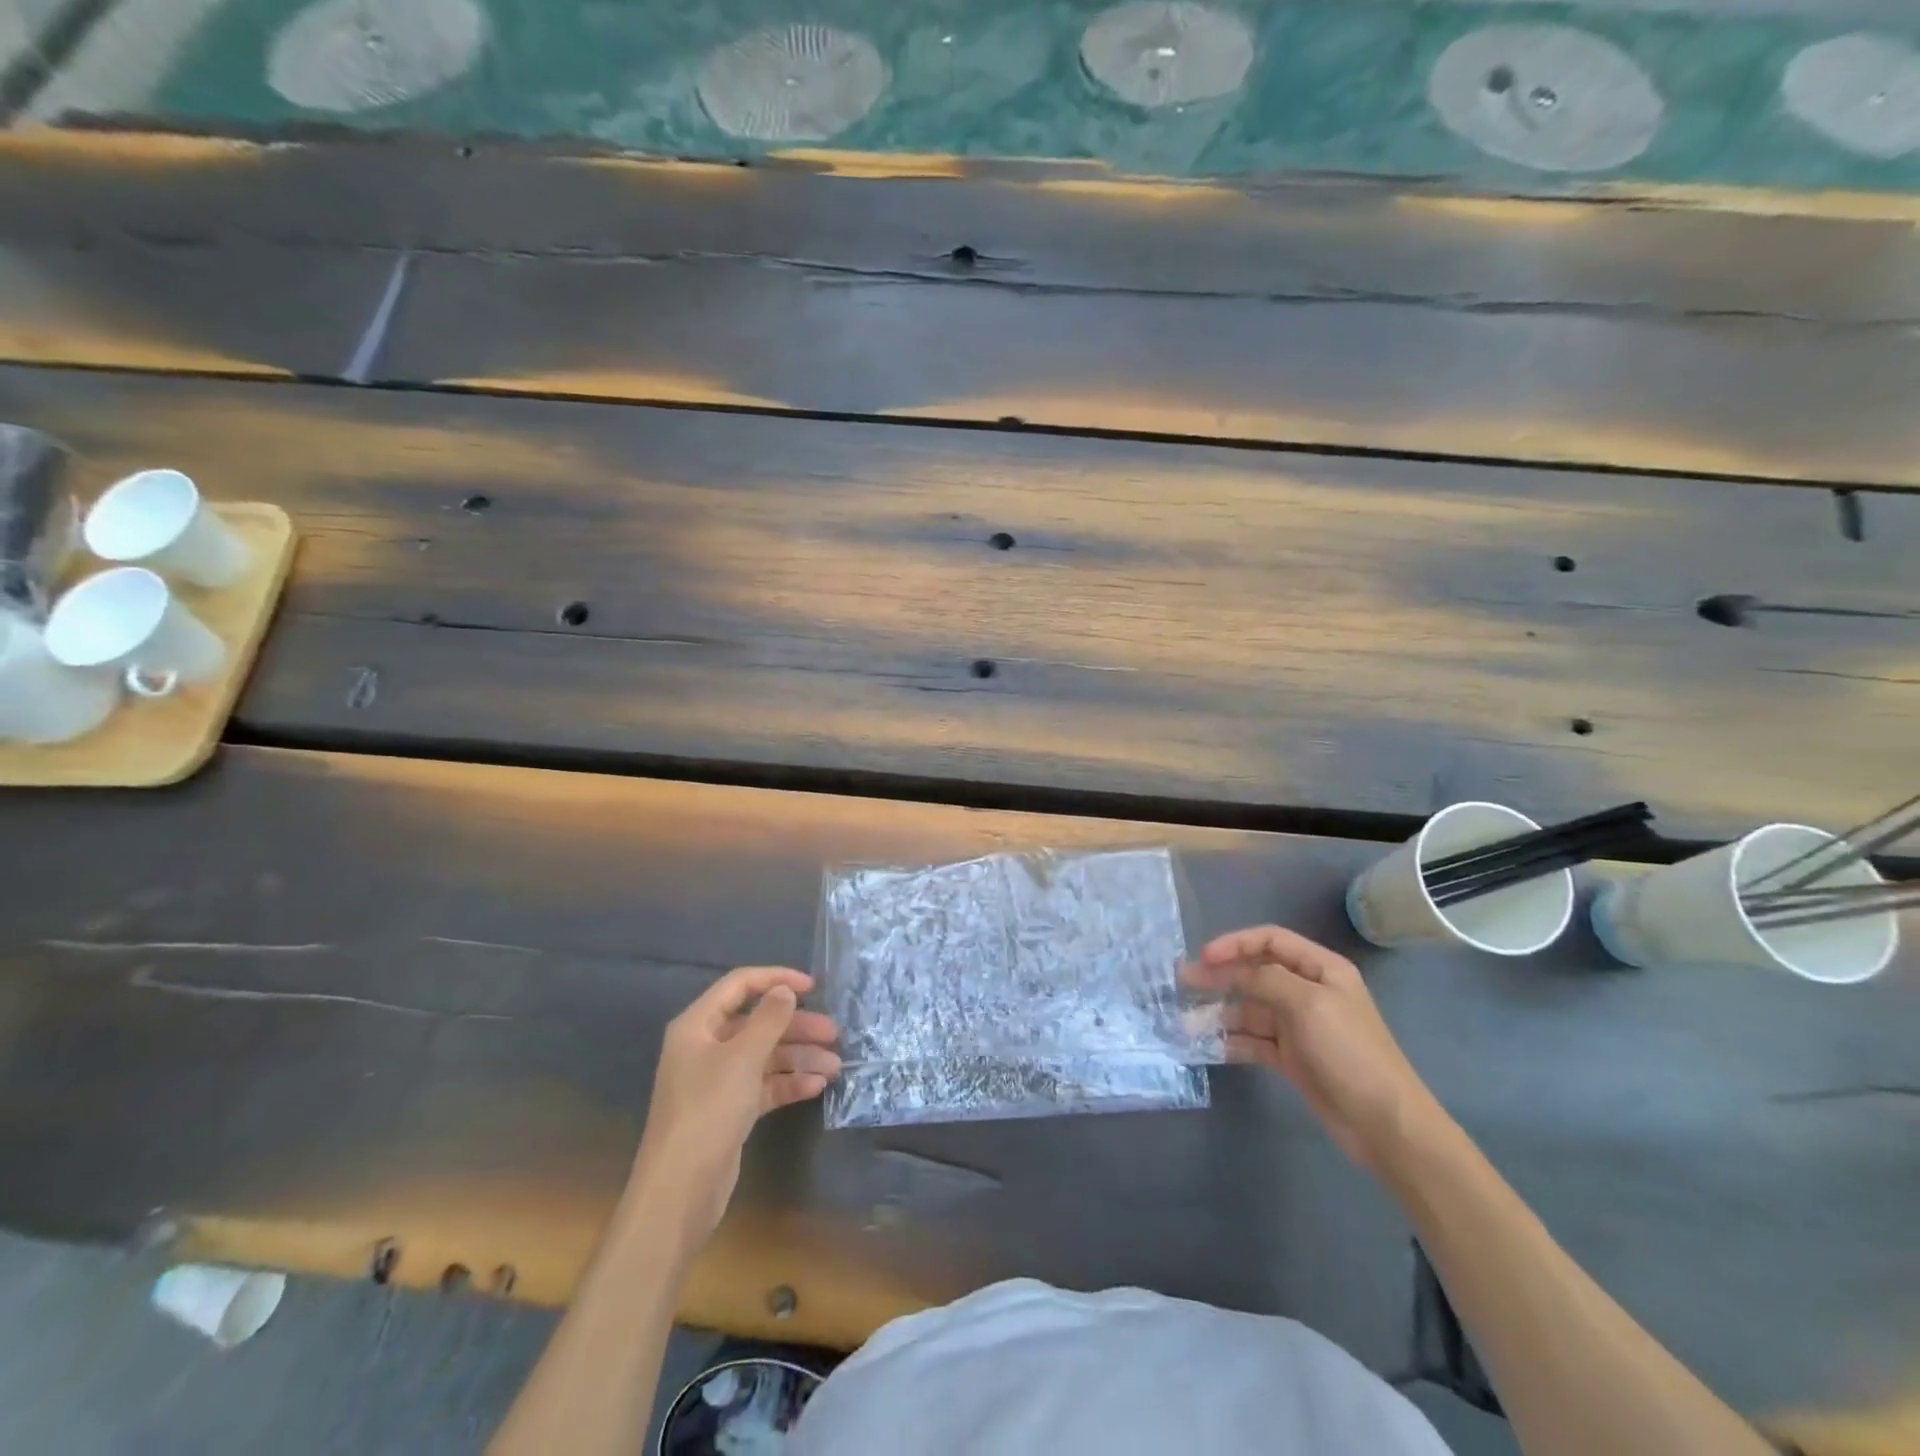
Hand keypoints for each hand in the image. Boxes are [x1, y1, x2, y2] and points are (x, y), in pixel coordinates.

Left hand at [629, 966, 840, 1249]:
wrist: (680, 1191)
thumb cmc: (708, 1110)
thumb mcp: (743, 1058)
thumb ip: (769, 1019)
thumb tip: (785, 991)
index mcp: (698, 1025)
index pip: (739, 985)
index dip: (775, 979)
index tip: (812, 987)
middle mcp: (706, 1047)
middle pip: (757, 1023)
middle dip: (797, 1027)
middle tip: (834, 1034)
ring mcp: (717, 1081)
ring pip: (765, 1056)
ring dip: (799, 1057)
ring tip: (835, 1066)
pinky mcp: (730, 1110)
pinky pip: (764, 1085)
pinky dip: (788, 1083)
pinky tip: (816, 1086)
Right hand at [1183, 925, 1446, 1170]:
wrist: (1385, 1125)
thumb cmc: (1349, 1053)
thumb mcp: (1308, 1005)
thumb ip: (1266, 980)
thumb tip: (1230, 971)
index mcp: (1321, 969)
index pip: (1270, 940)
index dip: (1235, 943)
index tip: (1204, 957)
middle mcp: (1308, 991)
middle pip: (1255, 973)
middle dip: (1220, 976)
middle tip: (1182, 982)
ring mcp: (1299, 1026)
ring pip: (1250, 1008)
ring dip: (1219, 1011)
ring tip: (1186, 1020)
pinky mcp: (1292, 1057)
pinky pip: (1253, 1040)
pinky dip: (1231, 1040)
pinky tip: (1208, 1045)